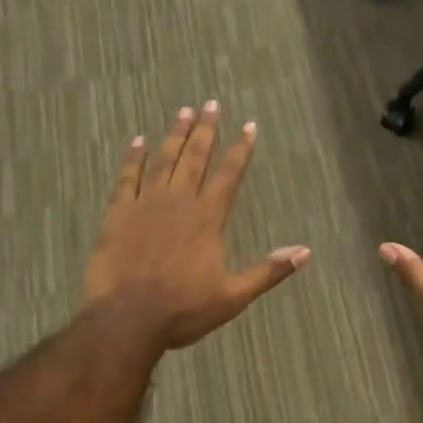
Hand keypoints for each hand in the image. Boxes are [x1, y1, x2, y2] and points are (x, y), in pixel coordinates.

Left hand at [83, 103, 310, 349]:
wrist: (127, 318)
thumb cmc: (183, 310)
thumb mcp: (233, 296)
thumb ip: (268, 271)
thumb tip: (305, 252)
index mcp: (208, 218)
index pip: (229, 175)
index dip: (241, 149)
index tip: (248, 126)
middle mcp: (179, 202)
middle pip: (195, 158)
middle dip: (206, 130)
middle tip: (211, 104)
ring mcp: (146, 204)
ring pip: (163, 160)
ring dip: (175, 135)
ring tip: (183, 112)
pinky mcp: (118, 213)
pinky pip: (127, 178)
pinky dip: (133, 158)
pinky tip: (137, 141)